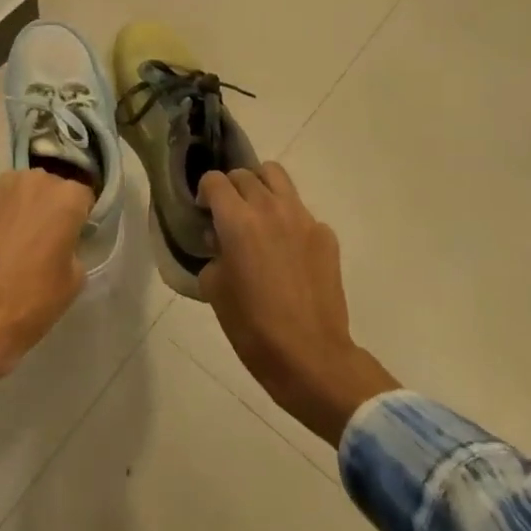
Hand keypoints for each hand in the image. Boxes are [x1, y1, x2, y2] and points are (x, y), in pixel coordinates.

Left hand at [0, 169, 93, 396]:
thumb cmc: (32, 301)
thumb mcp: (73, 281)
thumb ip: (73, 248)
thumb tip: (62, 243)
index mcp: (65, 198)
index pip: (83, 197)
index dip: (80, 218)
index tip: (74, 237)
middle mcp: (34, 182)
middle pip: (51, 188)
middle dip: (51, 207)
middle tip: (48, 238)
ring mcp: (1, 188)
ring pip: (22, 190)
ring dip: (25, 206)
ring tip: (21, 238)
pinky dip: (0, 214)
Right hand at [198, 163, 399, 443]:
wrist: (311, 356)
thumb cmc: (252, 326)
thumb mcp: (214, 288)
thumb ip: (214, 253)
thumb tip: (223, 241)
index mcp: (237, 220)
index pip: (215, 180)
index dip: (205, 192)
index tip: (204, 211)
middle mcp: (270, 208)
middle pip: (245, 174)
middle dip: (231, 189)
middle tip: (228, 215)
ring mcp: (303, 219)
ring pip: (278, 177)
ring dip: (261, 188)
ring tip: (257, 216)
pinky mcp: (326, 236)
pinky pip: (301, 211)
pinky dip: (288, 219)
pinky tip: (287, 251)